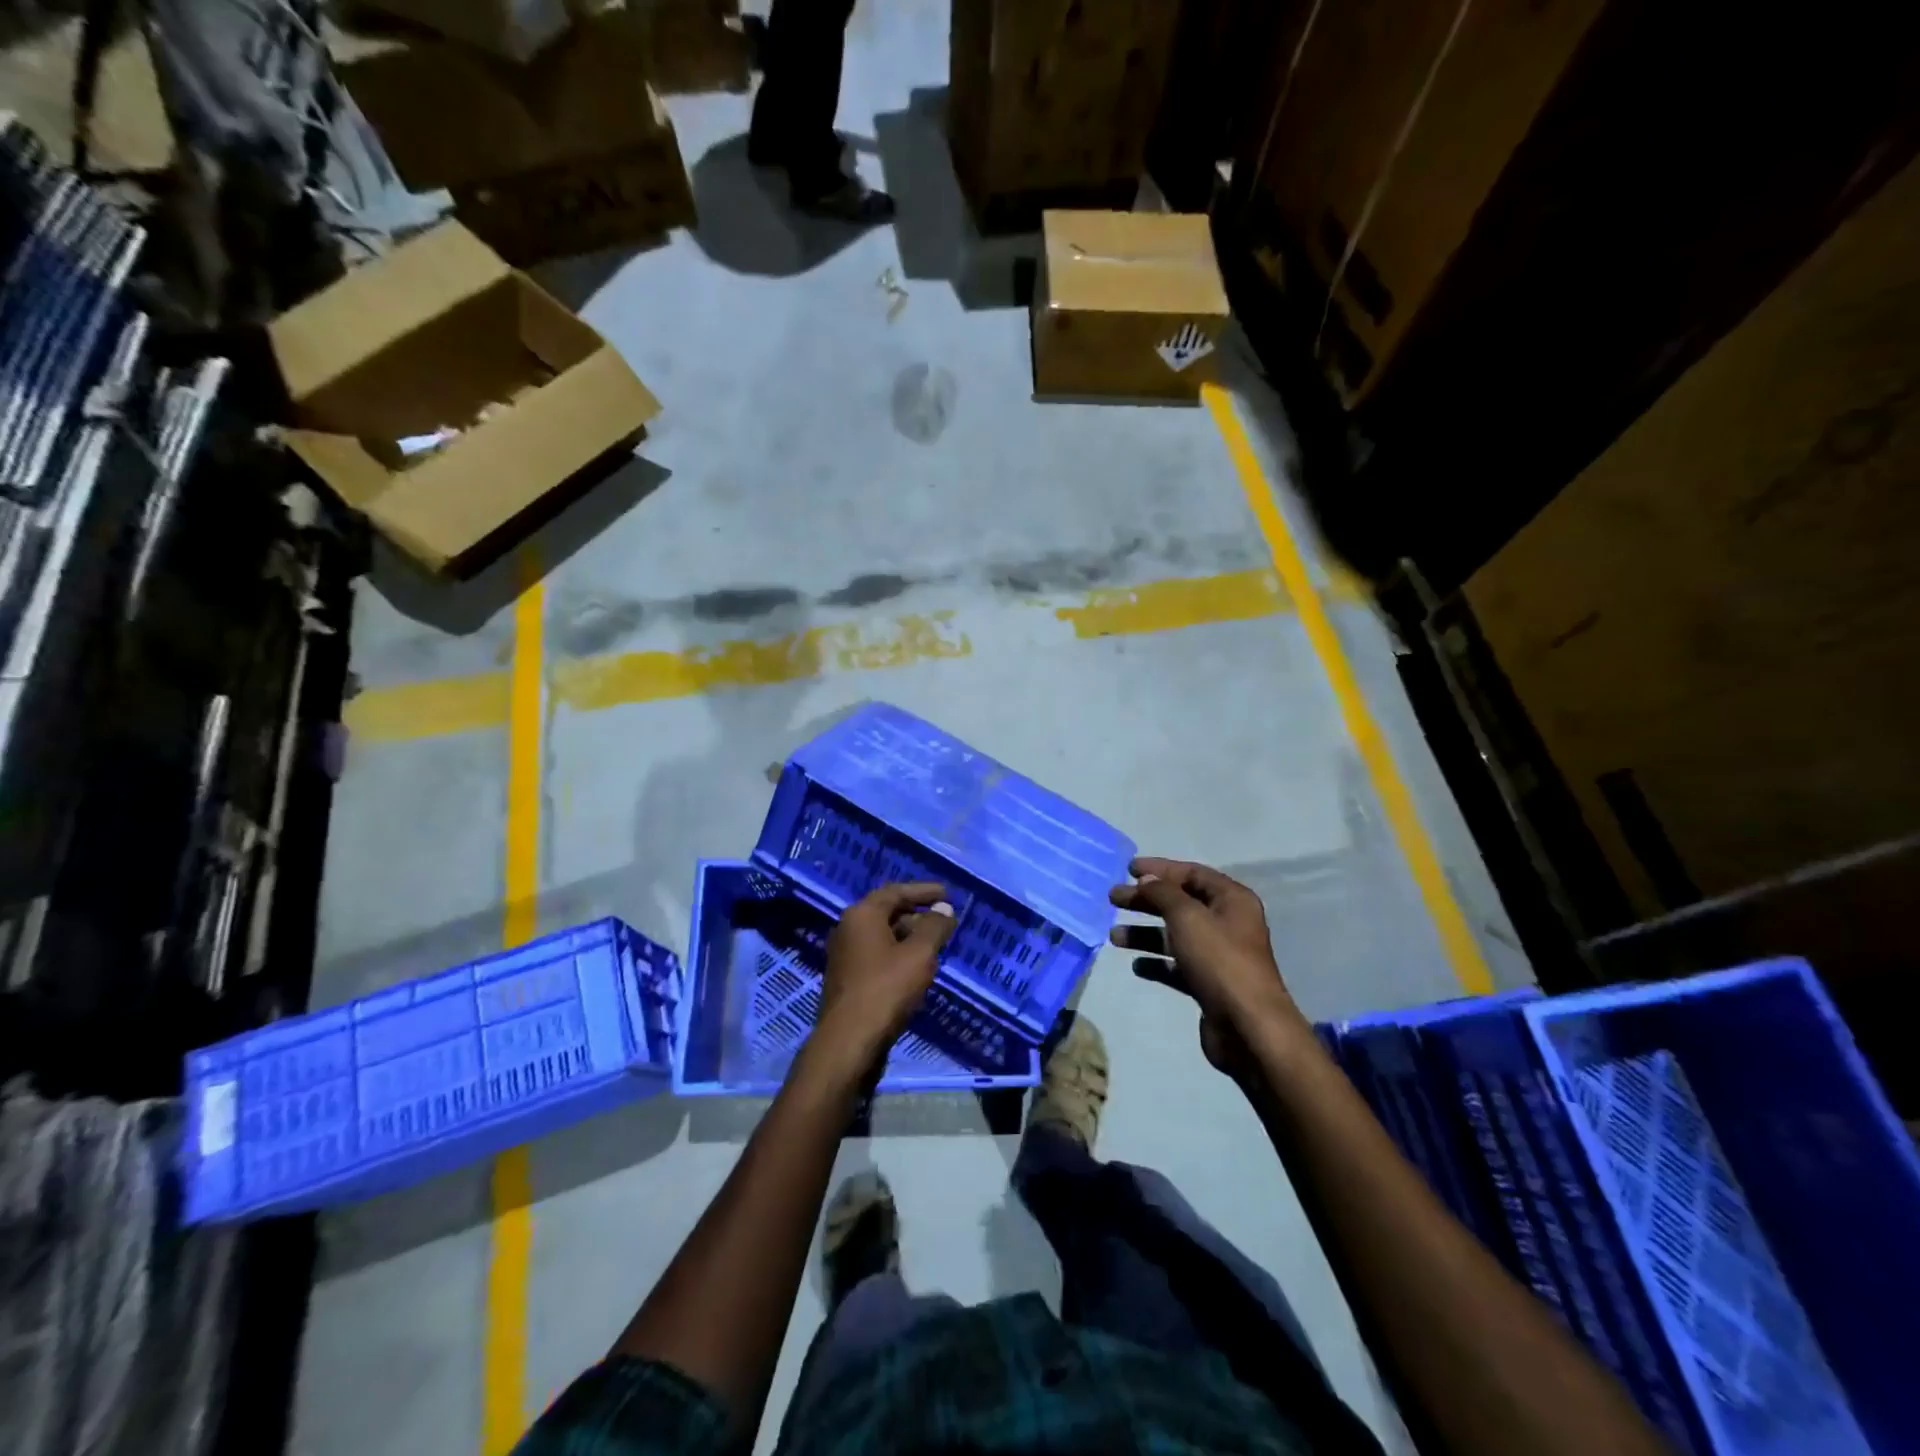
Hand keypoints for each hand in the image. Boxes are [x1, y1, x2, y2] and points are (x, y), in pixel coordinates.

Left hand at [815, 883, 955, 1065]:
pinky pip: (877, 955)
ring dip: (909, 937)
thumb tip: (944, 909)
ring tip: (935, 946)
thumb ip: (935, 927)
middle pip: (887, 912)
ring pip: (882, 936)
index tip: (948, 894)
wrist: (849, 1041)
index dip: (924, 891)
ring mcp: (845, 955)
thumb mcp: (919, 954)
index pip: (896, 892)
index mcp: (862, 915)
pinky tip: (916, 970)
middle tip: (944, 922)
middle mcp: (848, 929)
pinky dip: (898, 955)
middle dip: (918, 915)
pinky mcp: (847, 979)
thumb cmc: (886, 989)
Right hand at [1109, 857, 1299, 1072]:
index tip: (1127, 870)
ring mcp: (1218, 955)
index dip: (1159, 868)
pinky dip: (1156, 963)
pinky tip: (1137, 966)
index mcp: (1232, 900)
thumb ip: (1162, 892)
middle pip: (1180, 903)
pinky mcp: (1208, 983)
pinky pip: (1177, 965)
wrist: (1247, 1027)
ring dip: (1145, 933)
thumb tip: (1146, 880)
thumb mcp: (1187, 916)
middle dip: (1146, 900)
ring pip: (1175, 935)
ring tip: (1114, 937)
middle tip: (1113, 899)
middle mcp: (1227, 923)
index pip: (1192, 873)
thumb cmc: (1219, 961)